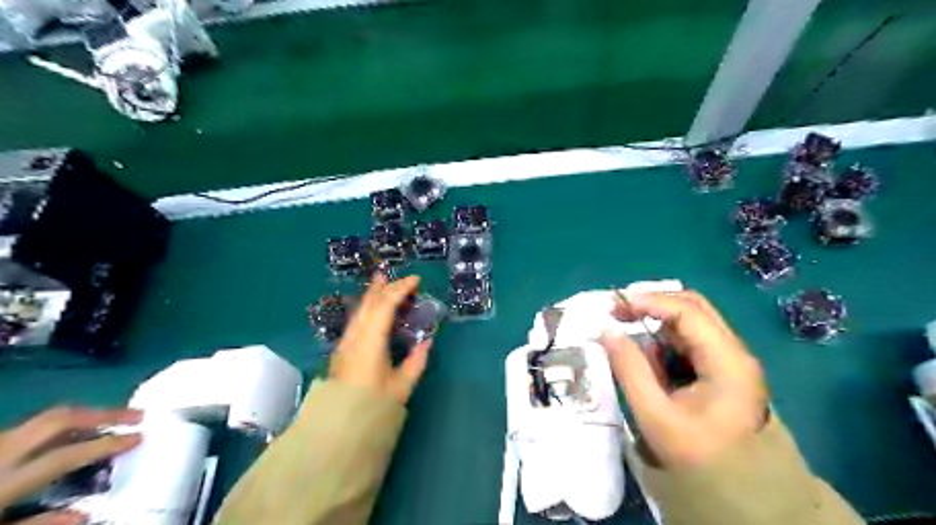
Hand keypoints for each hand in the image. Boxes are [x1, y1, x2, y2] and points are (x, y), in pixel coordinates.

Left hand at [0, 407, 141, 523]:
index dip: (106, 444)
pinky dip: (59, 428)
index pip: (66, 454)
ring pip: (44, 420)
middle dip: (103, 414)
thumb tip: (86, 513)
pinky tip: (71, 437)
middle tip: (136, 415)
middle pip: (59, 419)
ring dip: (83, 418)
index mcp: (1, 480)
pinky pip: (27, 429)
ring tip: (111, 422)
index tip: (139, 437)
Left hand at [328, 275, 429, 405]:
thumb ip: (416, 361)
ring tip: (381, 280)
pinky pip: (357, 318)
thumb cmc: (373, 405)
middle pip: (370, 303)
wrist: (339, 424)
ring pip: (360, 309)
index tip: (416, 281)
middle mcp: (356, 336)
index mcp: (371, 342)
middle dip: (386, 287)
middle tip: (402, 278)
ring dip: (373, 294)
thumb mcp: (402, 386)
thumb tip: (426, 341)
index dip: (400, 290)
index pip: (385, 306)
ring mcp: (346, 341)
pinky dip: (368, 306)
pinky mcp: (343, 348)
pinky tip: (372, 306)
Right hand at [608, 292, 766, 467]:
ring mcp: (729, 359)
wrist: (741, 493)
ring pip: (690, 323)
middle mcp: (733, 351)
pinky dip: (664, 341)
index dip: (649, 301)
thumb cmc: (698, 456)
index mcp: (727, 361)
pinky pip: (689, 342)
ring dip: (656, 322)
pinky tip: (647, 359)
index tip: (614, 306)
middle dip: (653, 304)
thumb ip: (629, 368)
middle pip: (693, 307)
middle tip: (617, 311)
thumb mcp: (654, 414)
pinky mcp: (721, 369)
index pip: (688, 311)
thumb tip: (606, 329)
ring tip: (626, 335)